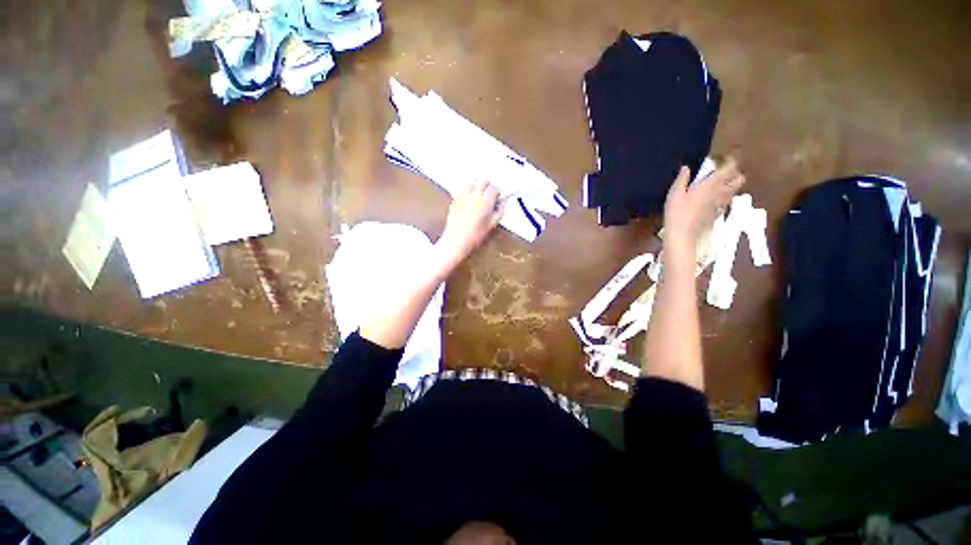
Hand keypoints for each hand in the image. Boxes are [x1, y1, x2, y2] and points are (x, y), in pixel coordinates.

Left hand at [436, 180, 503, 264]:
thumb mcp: (491, 225)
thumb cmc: (476, 235)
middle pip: (483, 180)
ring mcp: (463, 196)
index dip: (497, 191)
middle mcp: (474, 195)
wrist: (456, 240)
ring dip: (477, 186)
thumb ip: (499, 212)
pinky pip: (463, 189)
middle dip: (488, 186)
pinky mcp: (455, 199)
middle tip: (488, 195)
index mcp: (485, 202)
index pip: (494, 187)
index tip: (497, 198)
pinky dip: (467, 192)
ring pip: (472, 182)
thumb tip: (503, 202)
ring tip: (478, 196)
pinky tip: (468, 201)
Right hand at [663, 159, 744, 249]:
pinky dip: (724, 198)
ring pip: (734, 191)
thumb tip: (686, 168)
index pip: (729, 168)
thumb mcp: (674, 194)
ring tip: (720, 185)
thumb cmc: (677, 212)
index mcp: (711, 184)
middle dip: (735, 174)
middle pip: (739, 180)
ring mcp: (721, 204)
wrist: (682, 233)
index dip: (730, 161)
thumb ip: (682, 179)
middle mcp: (720, 192)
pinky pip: (726, 202)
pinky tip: (714, 200)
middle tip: (724, 173)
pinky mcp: (717, 214)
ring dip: (731, 186)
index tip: (723, 159)